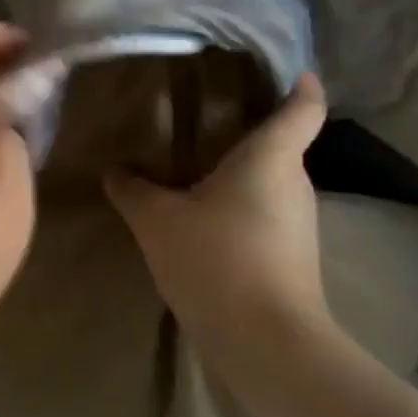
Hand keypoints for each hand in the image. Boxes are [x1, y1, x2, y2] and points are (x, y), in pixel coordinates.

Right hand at [104, 73, 330, 356]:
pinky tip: (206, 221)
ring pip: (272, 185)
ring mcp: (300, 225)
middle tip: (210, 119)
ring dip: (243, 176)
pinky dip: (242, 210)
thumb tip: (113, 170)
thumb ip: (133, 190)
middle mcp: (295, 184)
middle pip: (282, 146)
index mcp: (273, 158)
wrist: (265, 345)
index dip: (302, 86)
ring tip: (199, 168)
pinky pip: (267, 217)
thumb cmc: (217, 260)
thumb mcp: (158, 221)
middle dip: (251, 132)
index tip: (293, 71)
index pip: (304, 108)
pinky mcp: (295, 259)